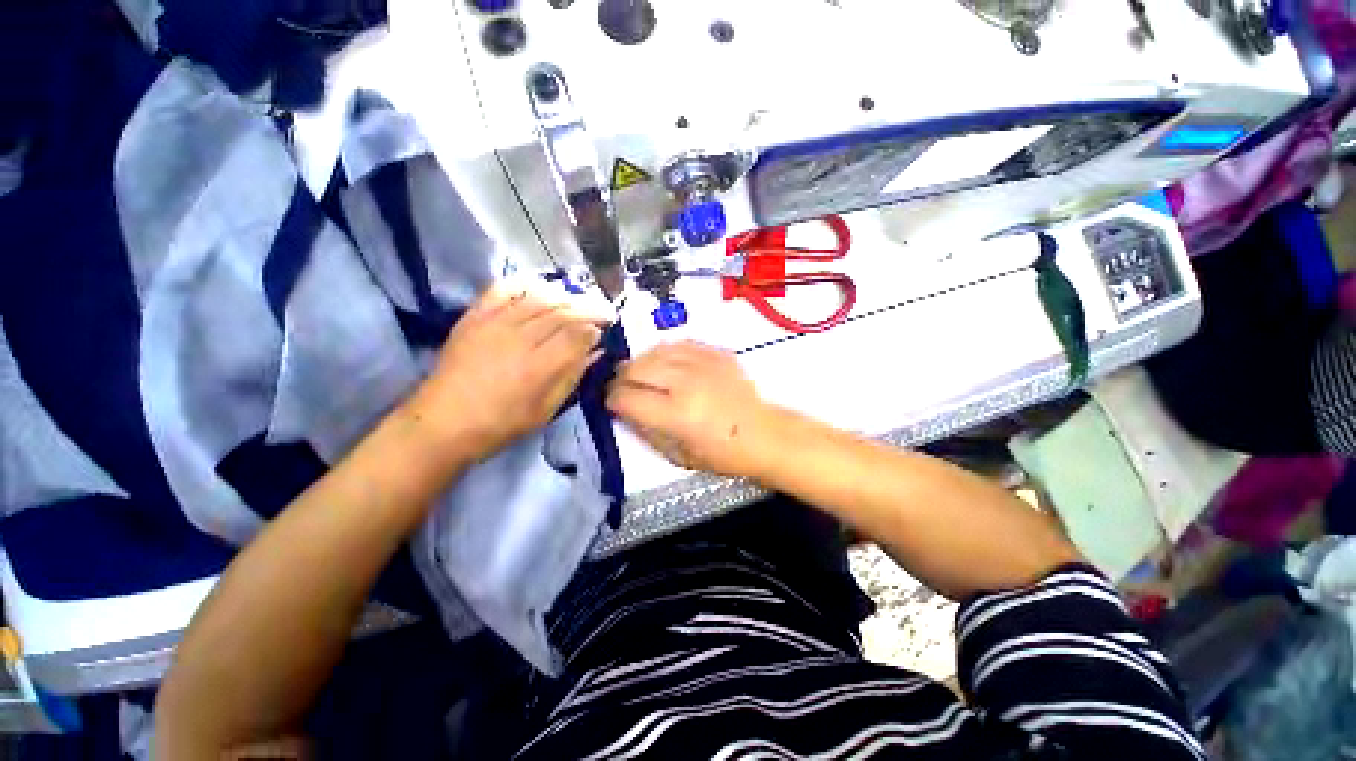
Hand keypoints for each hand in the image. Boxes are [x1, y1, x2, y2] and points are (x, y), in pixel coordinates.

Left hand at [406, 285, 606, 461]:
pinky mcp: (475, 316)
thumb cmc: (502, 423)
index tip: (603, 332)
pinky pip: (505, 288)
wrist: (444, 421)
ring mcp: (495, 323)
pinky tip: (541, 288)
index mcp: (539, 366)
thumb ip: (573, 376)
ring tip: (578, 301)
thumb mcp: (547, 409)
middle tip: (603, 311)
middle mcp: (520, 338)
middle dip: (589, 309)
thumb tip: (595, 351)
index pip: (577, 333)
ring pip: (540, 297)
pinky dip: (526, 284)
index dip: (595, 328)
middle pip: (563, 311)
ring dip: (565, 296)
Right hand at [606, 341, 777, 478]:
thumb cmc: (720, 453)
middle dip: (620, 378)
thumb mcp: (677, 455)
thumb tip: (622, 409)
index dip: (610, 400)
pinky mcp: (716, 353)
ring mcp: (703, 363)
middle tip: (622, 387)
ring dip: (640, 363)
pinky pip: (679, 344)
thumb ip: (645, 430)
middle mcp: (686, 383)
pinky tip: (666, 365)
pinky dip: (665, 354)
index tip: (610, 403)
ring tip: (642, 375)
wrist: (763, 434)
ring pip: (654, 351)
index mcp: (676, 414)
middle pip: (635, 368)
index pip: (626, 397)